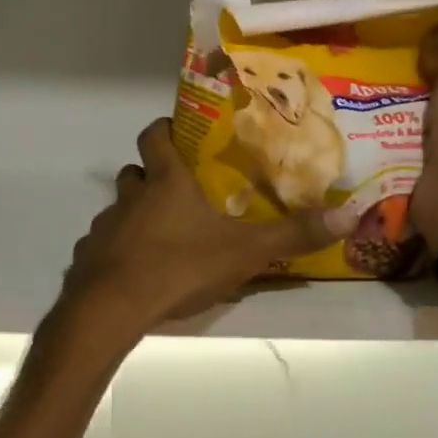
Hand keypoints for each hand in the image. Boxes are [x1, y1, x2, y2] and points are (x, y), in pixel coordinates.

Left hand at [48, 120, 352, 355]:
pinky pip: (102, 244)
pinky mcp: (87, 257)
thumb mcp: (245, 252)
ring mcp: (104, 227)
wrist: (112, 308)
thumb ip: (293, 234)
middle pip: (134, 172)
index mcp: (165, 183)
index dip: (164, 129)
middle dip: (150, 175)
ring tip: (161, 236)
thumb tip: (350, 213)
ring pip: (118, 208)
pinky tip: (134, 272)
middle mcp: (130, 197)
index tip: (178, 132)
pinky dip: (116, 250)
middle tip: (178, 191)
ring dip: (134, 214)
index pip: (154, 136)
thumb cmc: (179, 267)